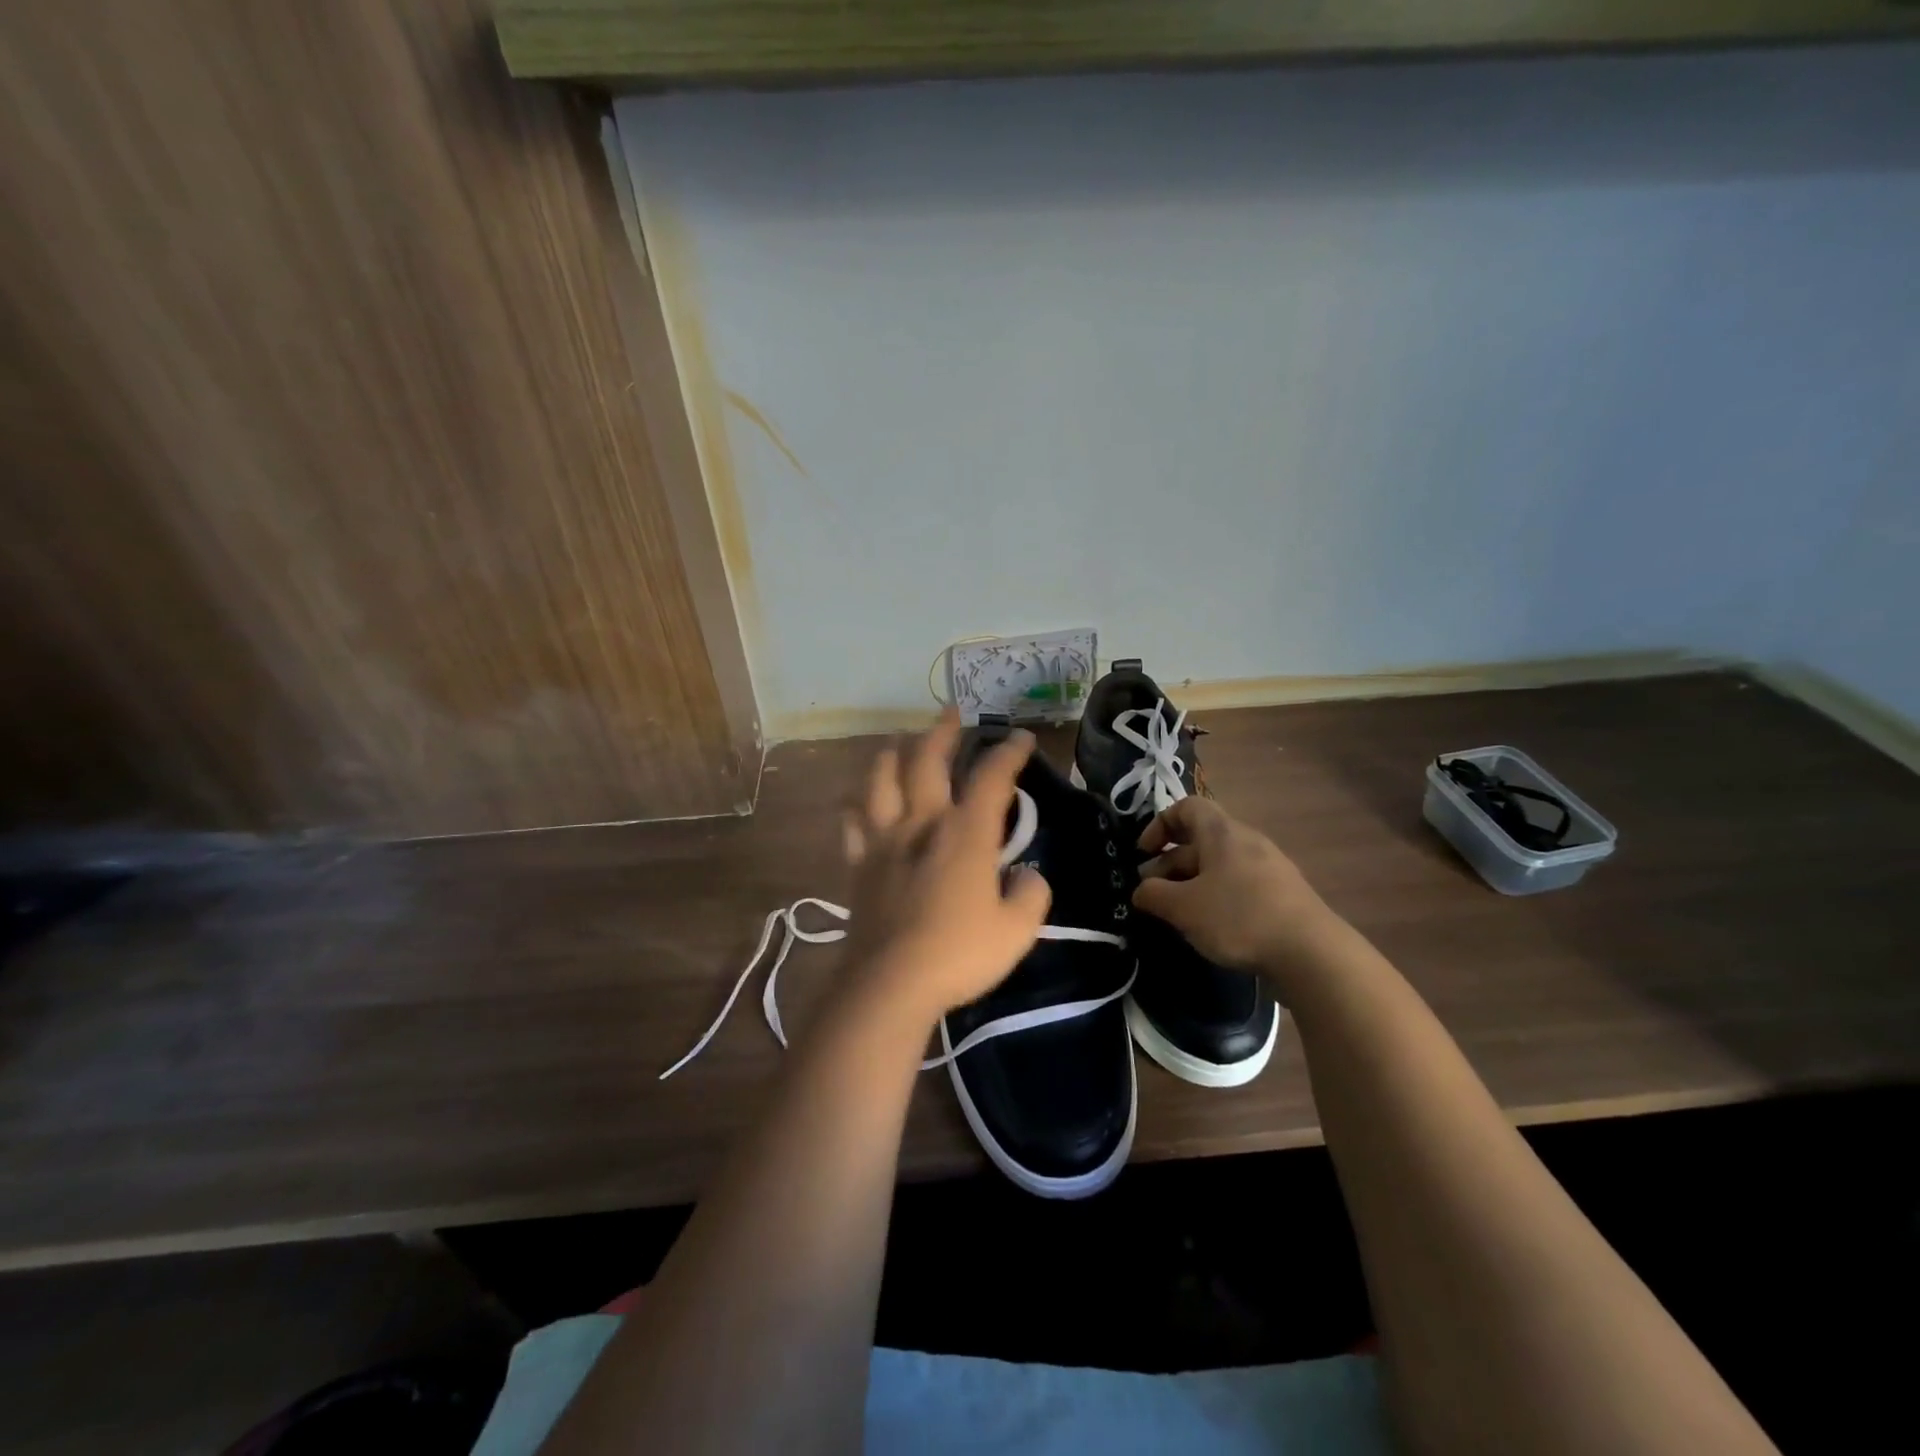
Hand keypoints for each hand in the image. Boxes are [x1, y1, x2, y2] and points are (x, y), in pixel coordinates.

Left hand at [837, 711, 1050, 1027]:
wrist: (890, 983)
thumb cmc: (959, 954)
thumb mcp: (1017, 931)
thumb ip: (1031, 895)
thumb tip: (1028, 876)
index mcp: (965, 833)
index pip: (991, 778)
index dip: (1009, 752)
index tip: (1021, 738)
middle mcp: (922, 823)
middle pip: (927, 761)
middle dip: (942, 732)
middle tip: (950, 712)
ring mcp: (884, 841)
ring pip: (880, 781)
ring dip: (891, 756)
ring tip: (897, 743)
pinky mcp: (858, 865)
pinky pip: (852, 824)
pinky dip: (855, 806)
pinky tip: (856, 801)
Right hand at [1133, 797, 1339, 983]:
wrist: (1311, 953)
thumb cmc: (1238, 917)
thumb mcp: (1183, 908)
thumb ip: (1154, 895)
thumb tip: (1141, 890)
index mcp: (1222, 832)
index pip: (1186, 807)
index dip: (1159, 824)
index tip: (1143, 853)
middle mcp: (1246, 841)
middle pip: (1200, 840)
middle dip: (1169, 863)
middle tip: (1151, 893)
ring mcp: (1268, 868)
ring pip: (1218, 865)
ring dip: (1191, 883)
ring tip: (1176, 913)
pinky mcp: (1281, 895)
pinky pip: (1238, 884)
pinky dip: (1216, 897)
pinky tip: (1210, 926)